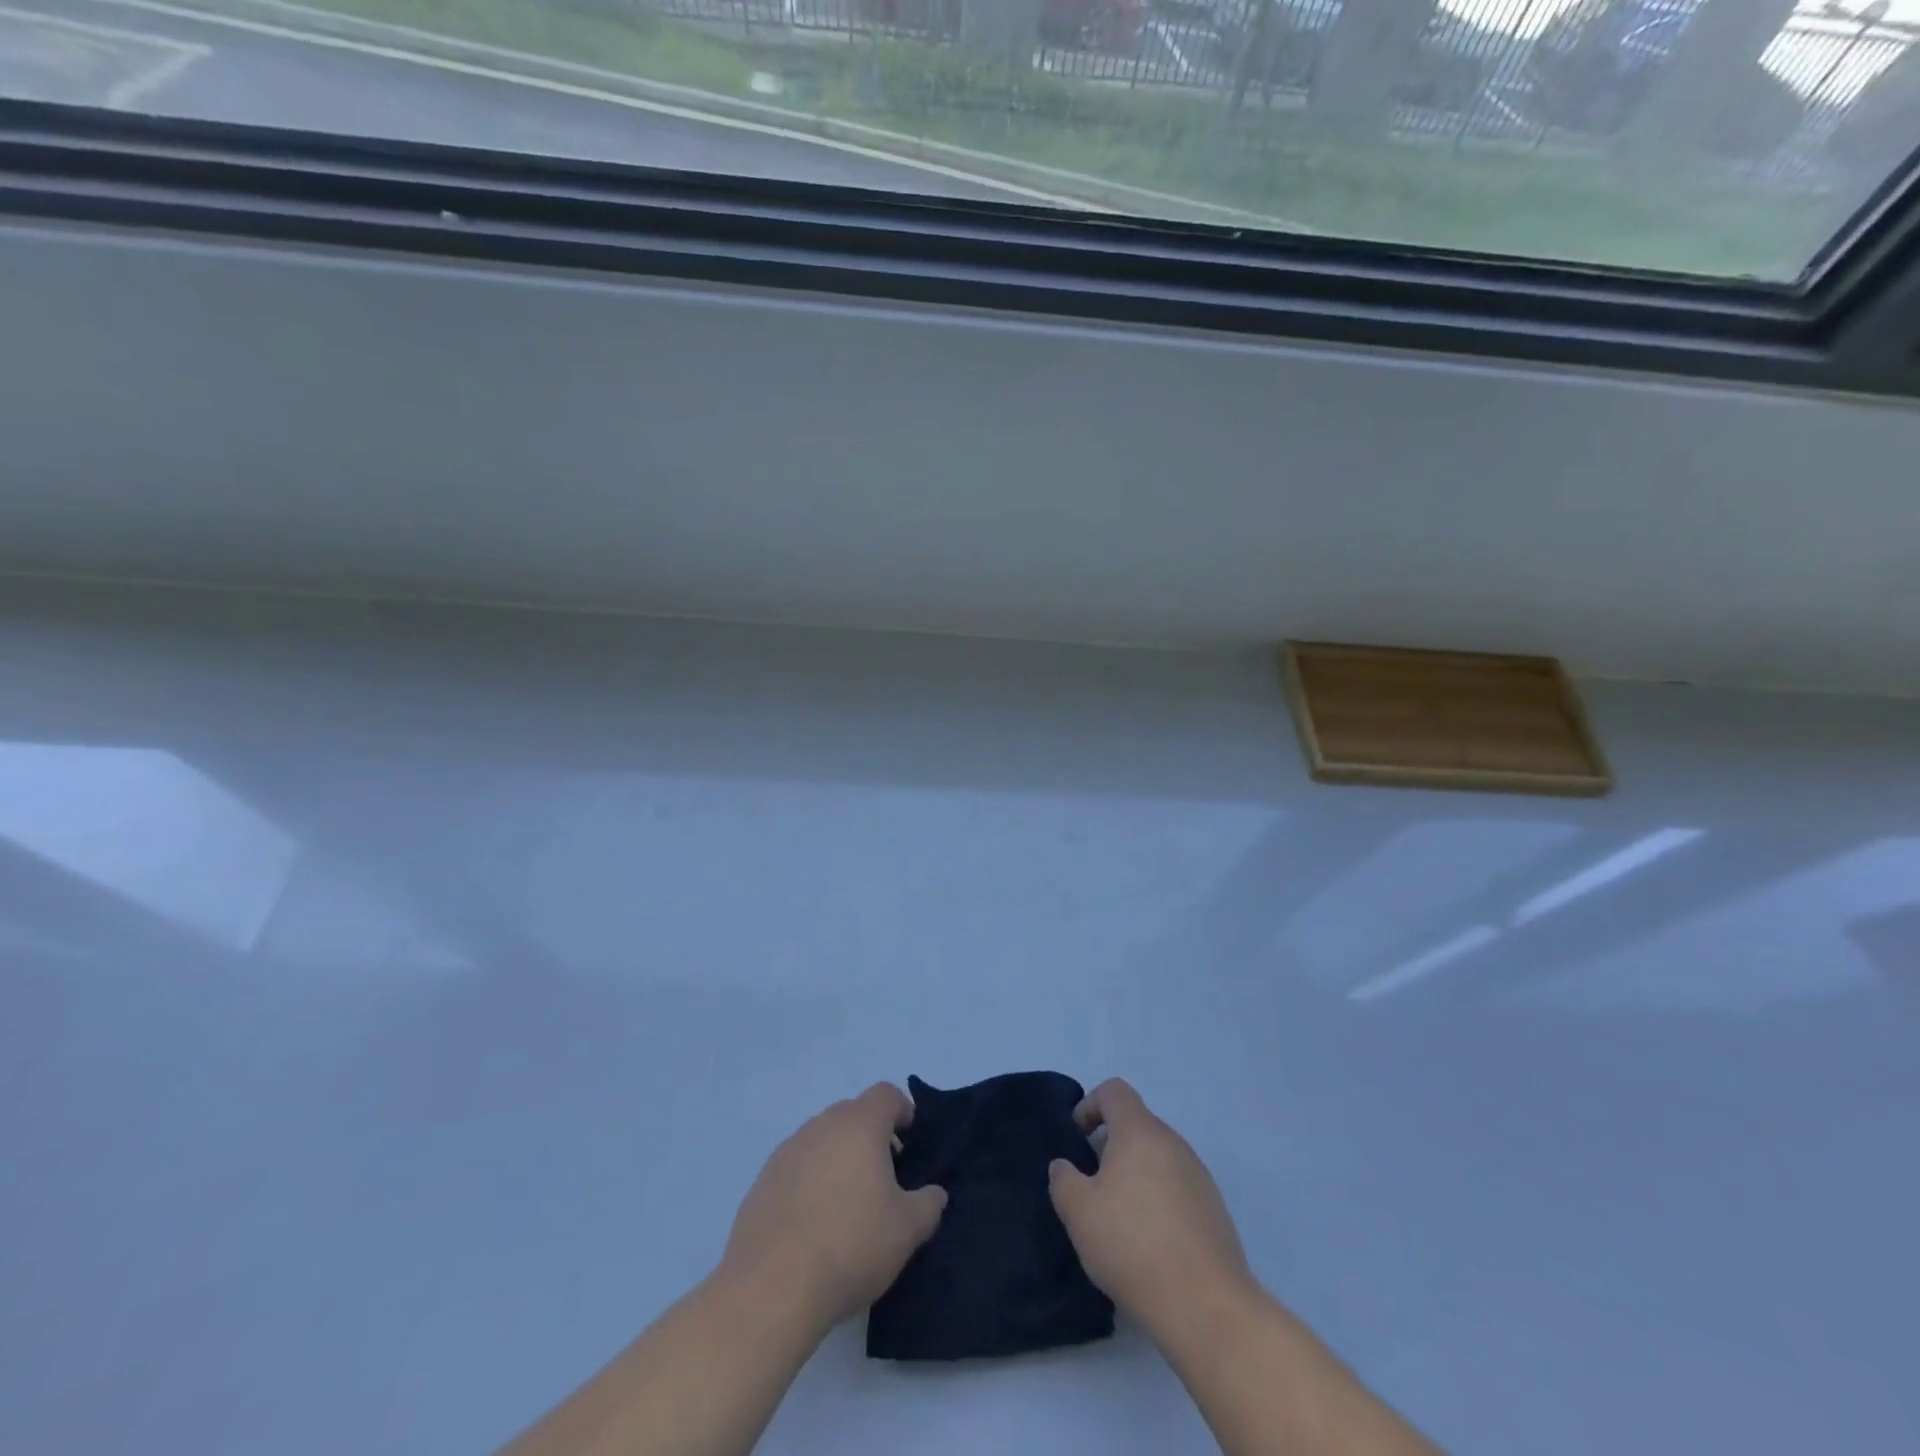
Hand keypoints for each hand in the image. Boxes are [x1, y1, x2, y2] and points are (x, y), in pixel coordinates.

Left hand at [721, 1083, 947, 1330]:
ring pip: (822, 1140)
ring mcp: (787, 1151)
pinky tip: (814, 1225)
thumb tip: (934, 1193)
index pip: (886, 1095)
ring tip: (847, 1206)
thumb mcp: (907, 1230)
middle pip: (853, 1114)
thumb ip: (928, 1203)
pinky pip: (796, 1167)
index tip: (910, 1146)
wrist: (771, 1289)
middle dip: (871, 1138)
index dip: (903, 1113)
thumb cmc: (850, 1246)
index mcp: (859, 1125)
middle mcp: (821, 1125)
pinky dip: (810, 1182)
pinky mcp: (762, 1181)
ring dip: (839, 1159)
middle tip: (884, 1180)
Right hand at [1048, 1078, 1252, 1344]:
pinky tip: (1148, 1243)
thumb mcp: (1078, 1212)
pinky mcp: (1214, 1210)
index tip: (1077, 1140)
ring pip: (1157, 1158)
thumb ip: (1063, 1179)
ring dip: (1134, 1175)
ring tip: (1118, 1219)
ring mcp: (1199, 1176)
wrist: (1206, 1307)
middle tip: (1092, 1186)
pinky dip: (1157, 1201)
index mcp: (1141, 1132)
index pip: (1114, 1092)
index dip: (1090, 1106)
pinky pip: (1177, 1188)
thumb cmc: (1133, 1245)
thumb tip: (1066, 1167)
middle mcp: (1174, 1143)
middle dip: (1110, 1146)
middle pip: (1137, 1125)